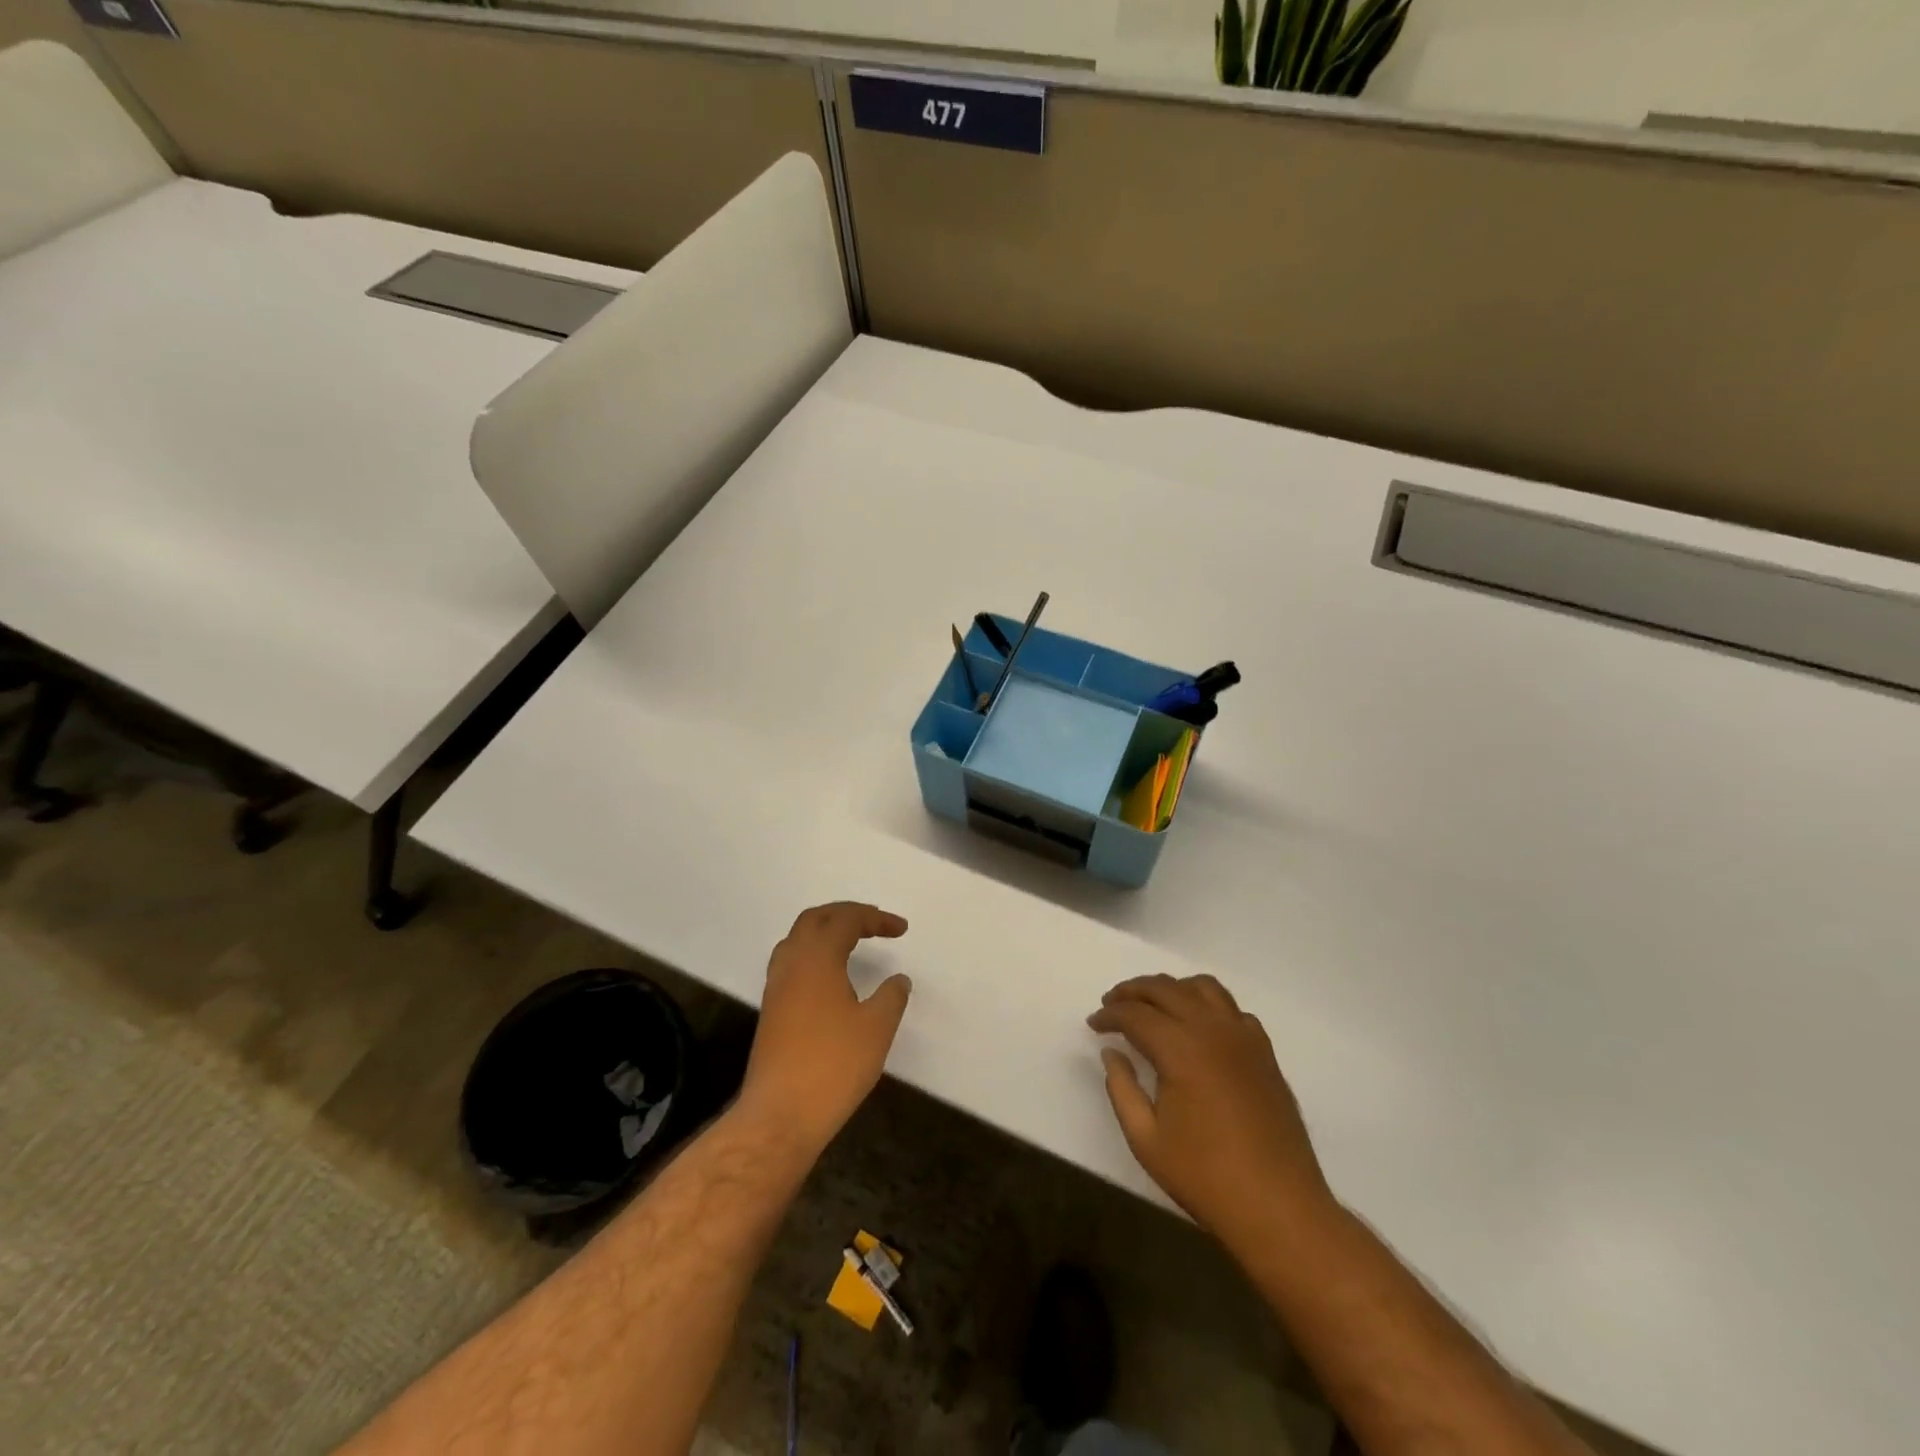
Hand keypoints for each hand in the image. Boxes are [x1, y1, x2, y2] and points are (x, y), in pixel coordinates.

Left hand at [739, 902, 911, 1155]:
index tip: (901, 929)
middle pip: (814, 919)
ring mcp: (776, 987)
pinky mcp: (771, 1010)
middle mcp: (791, 963)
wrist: (780, 1116)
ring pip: (798, 940)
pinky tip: (831, 977)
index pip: (845, 920)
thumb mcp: (876, 1029)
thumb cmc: (833, 1066)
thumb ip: (891, 997)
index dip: (875, 918)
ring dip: (826, 932)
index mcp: (817, 958)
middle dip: (846, 915)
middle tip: (875, 924)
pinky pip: (791, 963)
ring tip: (853, 942)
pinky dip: (814, 955)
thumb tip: (898, 980)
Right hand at [1089, 974, 1332, 1252]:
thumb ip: (1122, 1088)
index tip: (1094, 1024)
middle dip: (1133, 991)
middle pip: (1166, 989)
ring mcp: (1243, 1037)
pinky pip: (1232, 1009)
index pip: (1135, 1014)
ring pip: (1203, 987)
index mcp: (1180, 1048)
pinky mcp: (1264, 1052)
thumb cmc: (1205, 1177)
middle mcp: (1212, 1030)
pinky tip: (1198, 1026)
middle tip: (1113, 1004)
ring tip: (1153, 1005)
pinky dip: (1208, 1005)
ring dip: (1172, 988)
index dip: (1110, 1014)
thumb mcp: (1146, 1139)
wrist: (1279, 1208)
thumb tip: (1112, 1053)